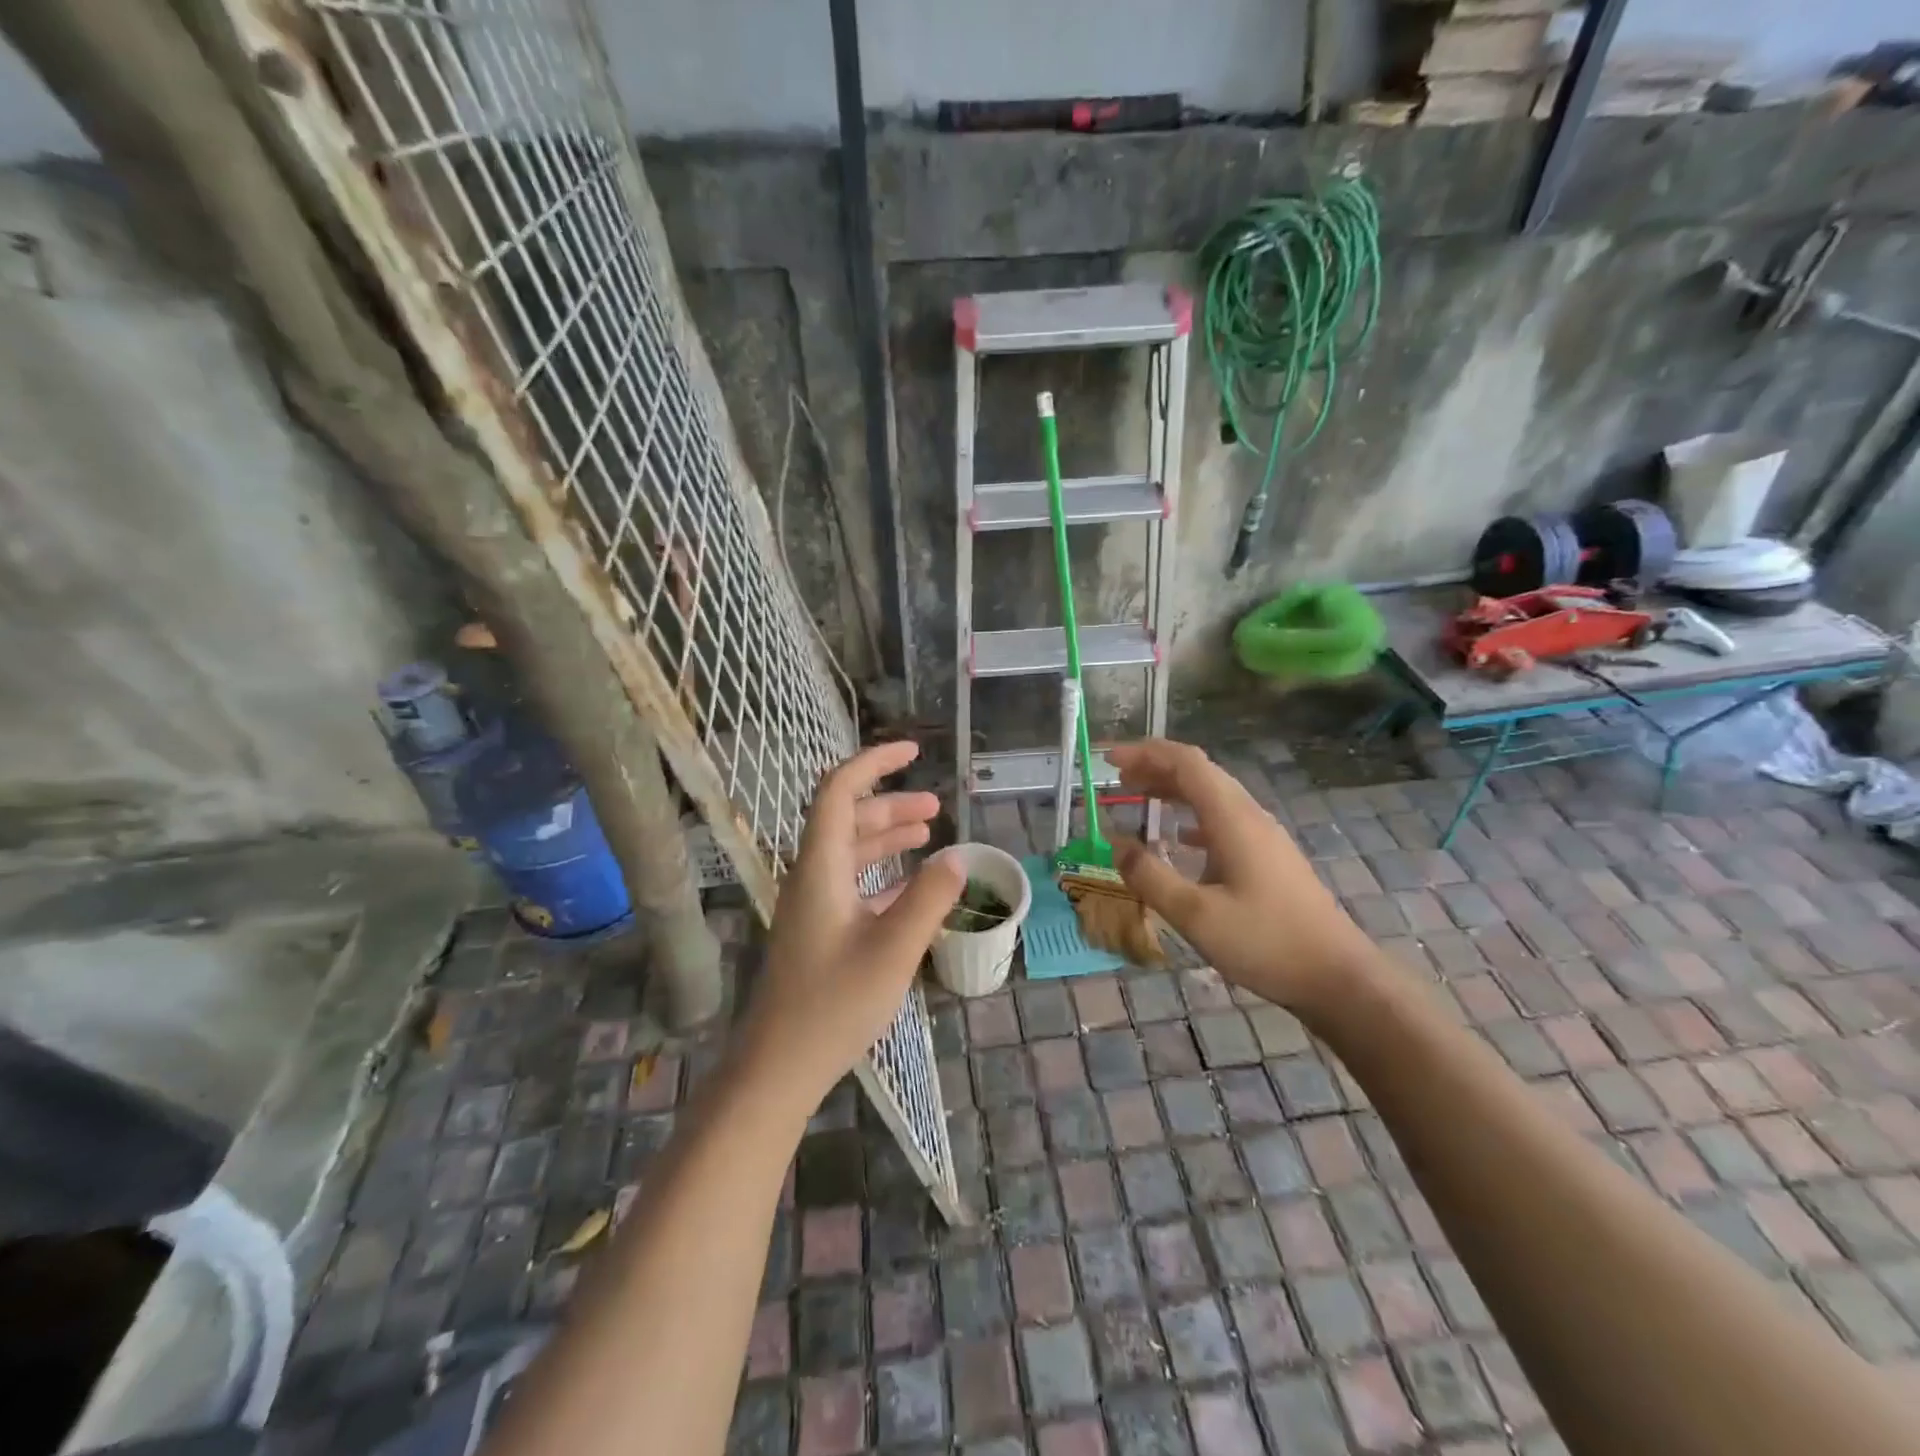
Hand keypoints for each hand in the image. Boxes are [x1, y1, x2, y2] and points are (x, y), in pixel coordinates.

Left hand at [737, 741, 963, 1109]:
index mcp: (820, 867)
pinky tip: (914, 885)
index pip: (838, 791)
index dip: (874, 763)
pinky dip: (884, 874)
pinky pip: (854, 884)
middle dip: (891, 804)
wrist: (778, 1067)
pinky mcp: (820, 930)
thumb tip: (957, 857)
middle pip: (848, 819)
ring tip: (929, 834)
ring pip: (851, 851)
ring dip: (888, 837)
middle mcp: (812, 876)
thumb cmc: (833, 1006)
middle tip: (936, 808)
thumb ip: (929, 899)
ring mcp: (814, 905)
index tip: (913, 752)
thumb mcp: (893, 950)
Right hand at [1108, 739, 1373, 1011]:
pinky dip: (1190, 816)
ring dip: (1172, 790)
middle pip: (1199, 773)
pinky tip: (1177, 837)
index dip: (1145, 753)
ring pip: (1211, 795)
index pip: (1186, 763)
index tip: (1109, 760)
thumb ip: (1150, 876)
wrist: (1337, 977)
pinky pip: (1222, 820)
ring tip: (1137, 798)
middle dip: (1154, 767)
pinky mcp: (1268, 857)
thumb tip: (1115, 844)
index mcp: (1232, 818)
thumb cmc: (1265, 942)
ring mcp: (1263, 836)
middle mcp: (1249, 816)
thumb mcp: (1195, 915)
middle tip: (1115, 779)